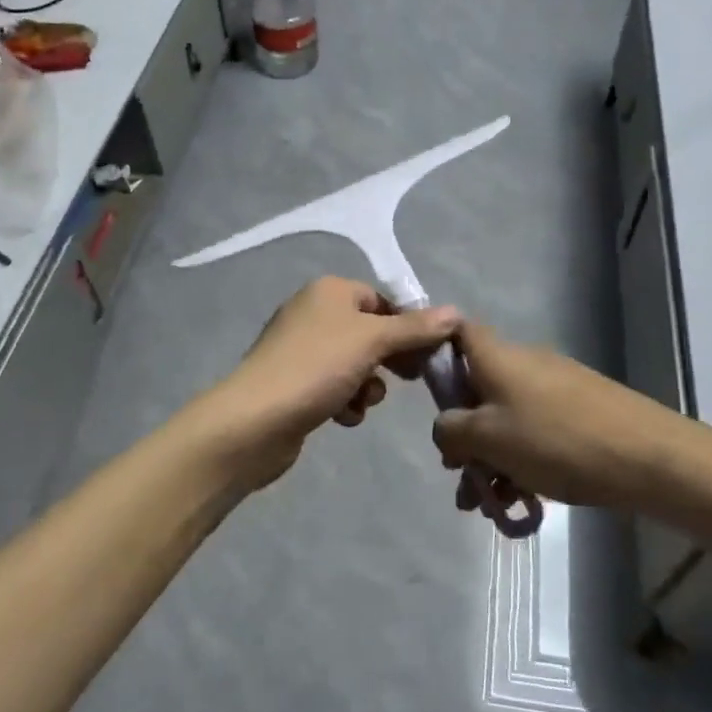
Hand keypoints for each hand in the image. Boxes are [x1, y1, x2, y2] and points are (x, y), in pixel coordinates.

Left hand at [202, 277, 461, 490]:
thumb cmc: (317, 367)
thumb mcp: (372, 341)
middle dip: (389, 359)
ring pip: (355, 363)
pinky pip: (334, 386)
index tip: (429, 353)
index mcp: (329, 291)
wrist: (255, 421)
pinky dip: (345, 401)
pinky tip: (344, 417)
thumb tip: (455, 312)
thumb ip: (415, 328)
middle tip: (409, 379)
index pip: (382, 300)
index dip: (408, 325)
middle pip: (370, 332)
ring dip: (368, 385)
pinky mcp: (294, 383)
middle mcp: (313, 312)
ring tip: (362, 401)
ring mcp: (300, 350)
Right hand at [431, 322, 671, 510]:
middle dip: (465, 434)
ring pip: (508, 417)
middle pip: (479, 387)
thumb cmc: (554, 439)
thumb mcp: (487, 438)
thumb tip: (445, 428)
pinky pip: (536, 429)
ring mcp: (556, 385)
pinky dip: (523, 459)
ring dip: (493, 457)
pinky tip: (525, 499)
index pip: (458, 332)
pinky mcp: (581, 410)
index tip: (428, 393)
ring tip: (492, 505)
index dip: (437, 351)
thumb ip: (451, 430)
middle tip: (462, 478)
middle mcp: (524, 362)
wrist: (647, 456)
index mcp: (497, 357)